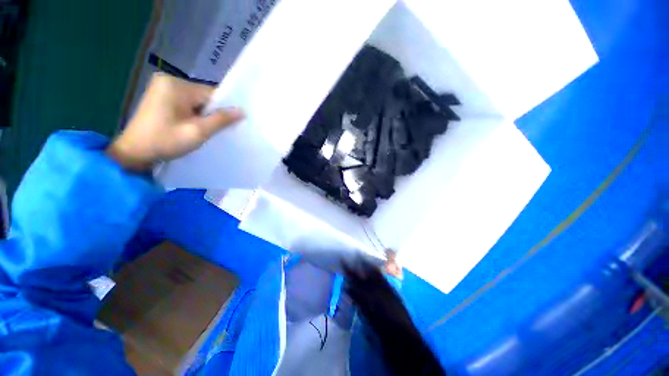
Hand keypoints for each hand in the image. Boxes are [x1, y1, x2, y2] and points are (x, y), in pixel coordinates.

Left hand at [107, 73, 243, 170]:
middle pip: (203, 97)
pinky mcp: (160, 96)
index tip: (230, 125)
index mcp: (176, 85)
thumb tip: (242, 111)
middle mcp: (169, 80)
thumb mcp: (198, 132)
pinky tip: (192, 126)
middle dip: (211, 113)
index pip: (211, 94)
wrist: (134, 153)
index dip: (223, 109)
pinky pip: (187, 103)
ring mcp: (163, 87)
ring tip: (202, 130)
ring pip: (196, 101)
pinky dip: (193, 114)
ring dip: (202, 115)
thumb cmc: (165, 141)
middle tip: (214, 130)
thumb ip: (221, 120)